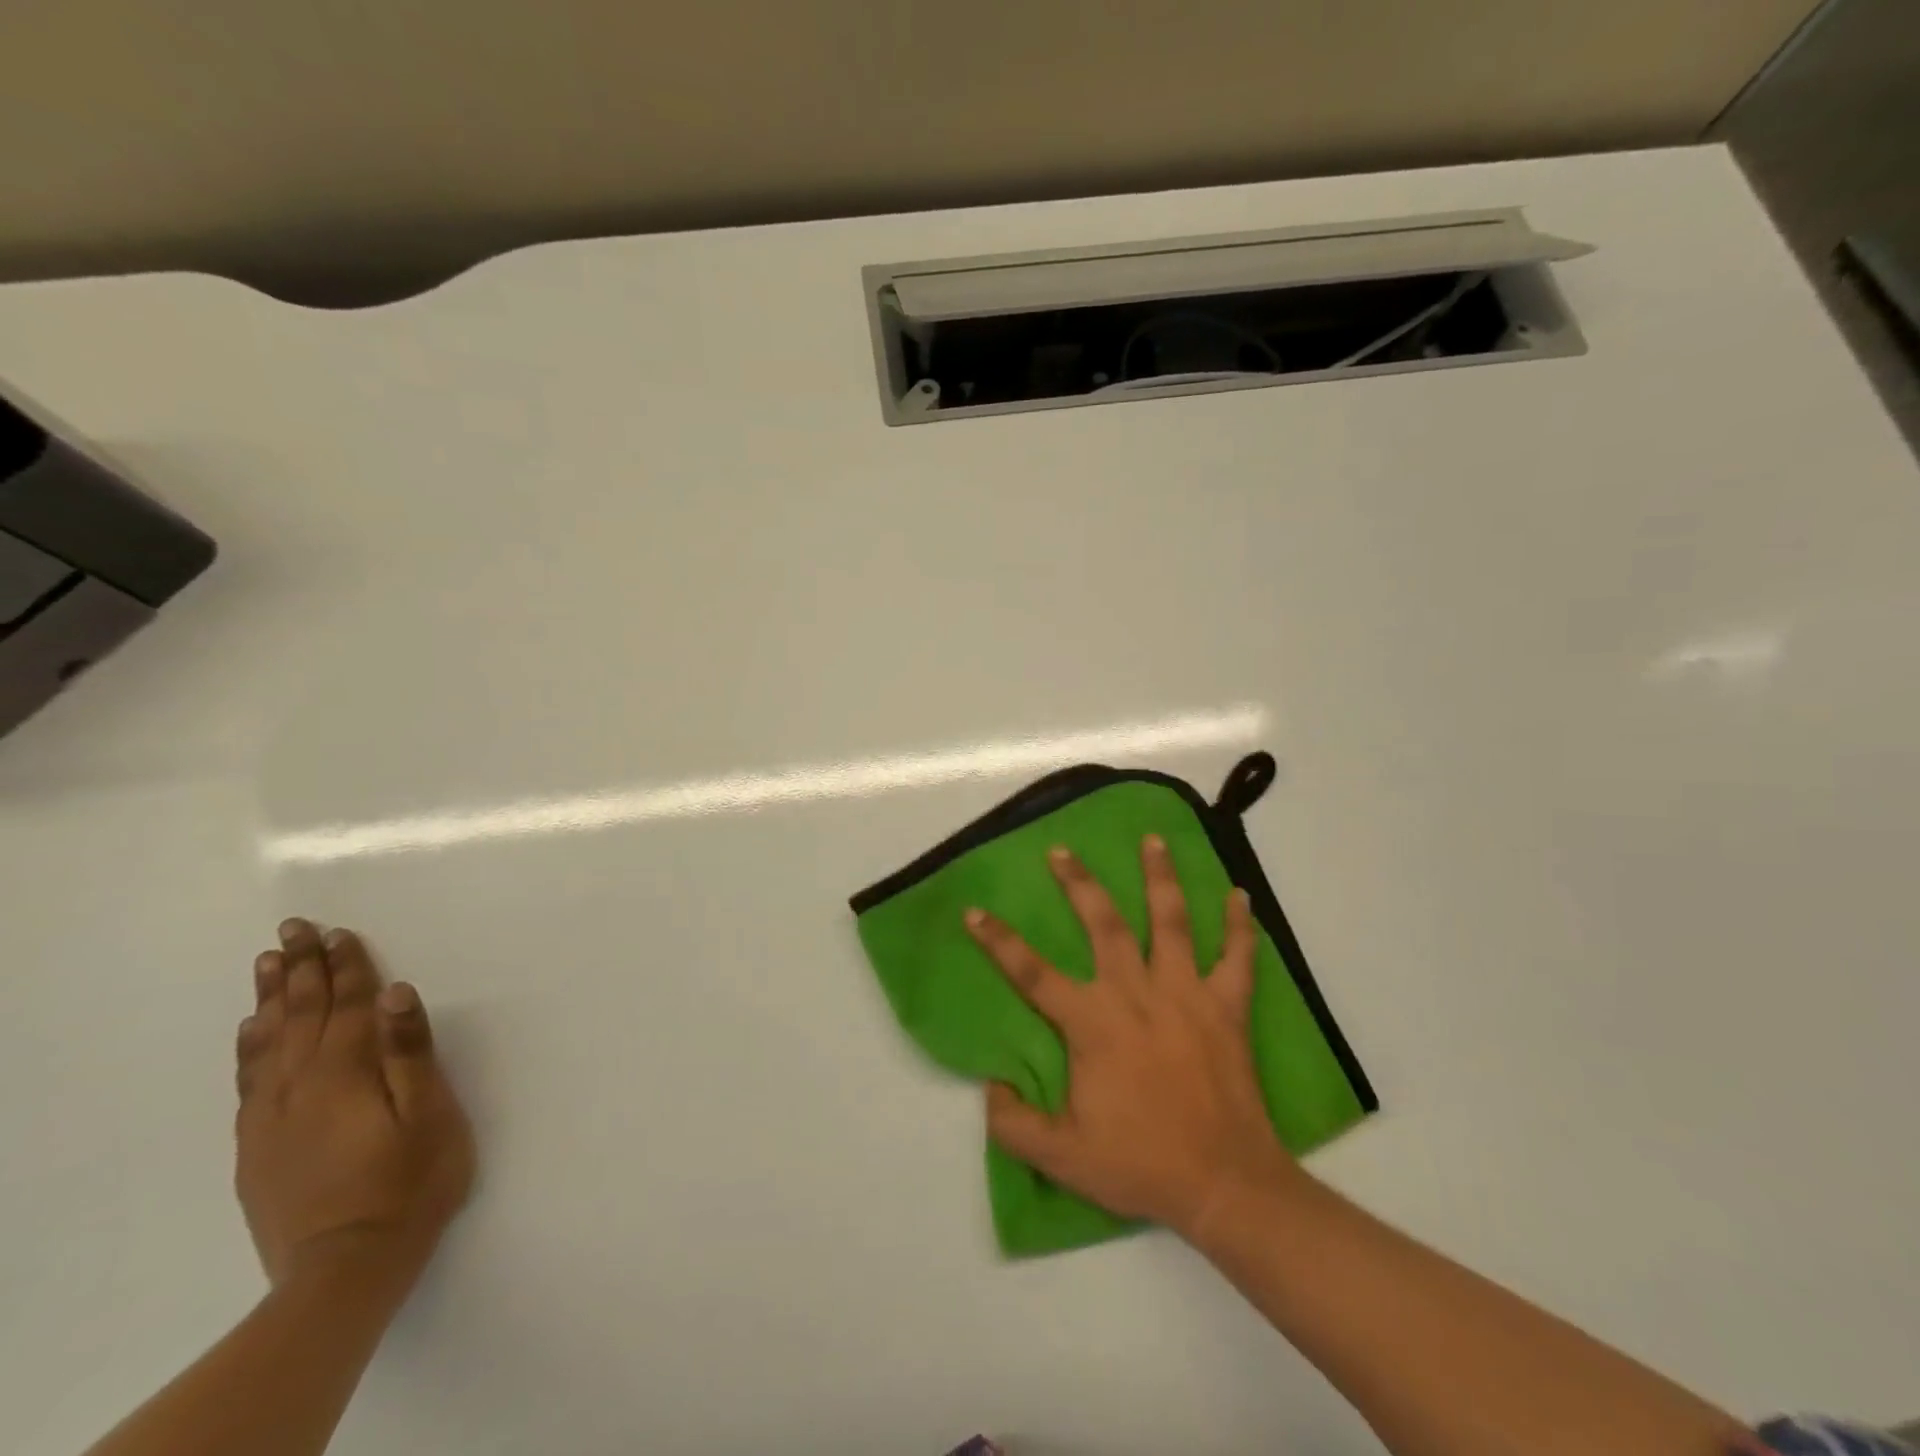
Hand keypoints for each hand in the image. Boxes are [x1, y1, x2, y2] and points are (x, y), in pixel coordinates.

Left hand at [235, 919, 474, 1290]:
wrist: (343, 1270)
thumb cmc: (409, 1183)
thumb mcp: (428, 1114)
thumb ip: (409, 1051)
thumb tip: (395, 992)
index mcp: (347, 1074)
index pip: (348, 1006)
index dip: (347, 966)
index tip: (338, 931)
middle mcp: (301, 1086)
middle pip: (303, 1015)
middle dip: (303, 969)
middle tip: (294, 929)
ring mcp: (272, 1118)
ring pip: (269, 1042)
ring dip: (273, 998)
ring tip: (269, 963)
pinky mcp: (258, 1147)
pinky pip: (249, 1080)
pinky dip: (250, 1046)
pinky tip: (251, 1029)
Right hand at [965, 837, 1299, 1238]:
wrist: (1224, 1184)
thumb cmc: (1141, 1164)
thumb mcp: (1062, 1158)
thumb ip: (1014, 1123)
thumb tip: (990, 1087)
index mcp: (1093, 1023)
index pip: (1032, 973)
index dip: (998, 941)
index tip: (975, 911)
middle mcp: (1136, 993)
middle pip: (1104, 924)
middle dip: (1079, 883)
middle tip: (1062, 850)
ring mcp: (1186, 994)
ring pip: (1171, 922)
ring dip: (1160, 877)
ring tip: (1152, 839)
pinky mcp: (1227, 1008)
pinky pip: (1237, 958)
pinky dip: (1239, 926)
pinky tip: (1238, 895)